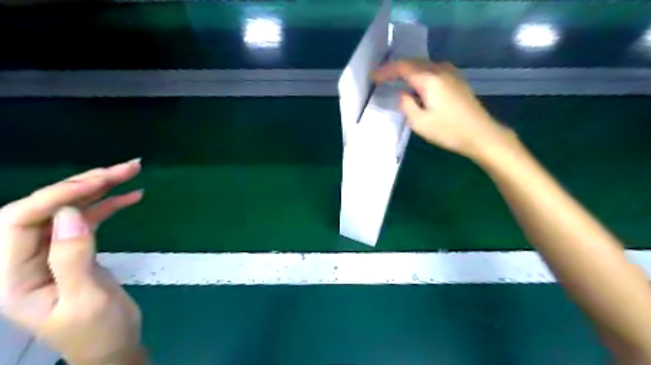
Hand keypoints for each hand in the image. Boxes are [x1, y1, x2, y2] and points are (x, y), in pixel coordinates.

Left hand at [0, 160, 144, 364]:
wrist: (113, 345)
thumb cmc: (97, 331)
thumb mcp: (86, 299)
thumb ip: (72, 257)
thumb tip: (70, 214)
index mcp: (12, 276)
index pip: (19, 222)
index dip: (55, 196)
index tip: (98, 182)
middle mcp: (24, 258)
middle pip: (45, 208)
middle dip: (84, 184)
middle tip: (124, 169)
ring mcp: (51, 252)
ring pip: (70, 209)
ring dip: (101, 189)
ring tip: (131, 172)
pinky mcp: (75, 249)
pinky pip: (89, 219)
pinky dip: (110, 204)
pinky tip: (132, 195)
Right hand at [374, 61, 515, 158]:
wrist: (481, 135)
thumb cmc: (448, 131)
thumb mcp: (419, 123)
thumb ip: (406, 105)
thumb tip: (403, 94)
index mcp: (429, 79)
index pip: (402, 68)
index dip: (386, 71)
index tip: (373, 76)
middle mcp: (440, 71)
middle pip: (414, 62)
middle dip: (396, 68)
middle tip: (382, 76)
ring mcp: (452, 74)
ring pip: (425, 65)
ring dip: (409, 69)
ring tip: (397, 78)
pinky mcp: (458, 81)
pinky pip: (434, 70)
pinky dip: (421, 73)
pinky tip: (419, 82)